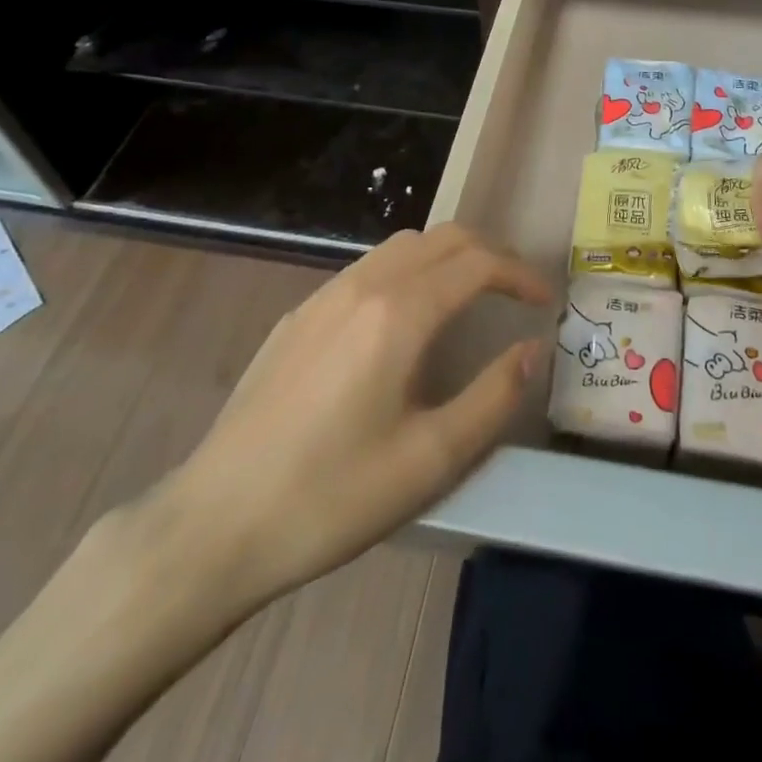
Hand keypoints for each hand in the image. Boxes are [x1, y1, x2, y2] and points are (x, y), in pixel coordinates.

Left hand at [142, 224, 550, 612]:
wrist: (216, 523)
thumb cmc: (333, 496)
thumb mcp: (431, 460)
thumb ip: (493, 397)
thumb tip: (531, 349)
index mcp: (399, 313)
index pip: (477, 263)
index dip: (520, 274)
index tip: (545, 301)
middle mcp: (363, 285)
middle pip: (443, 238)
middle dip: (489, 254)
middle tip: (515, 292)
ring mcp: (324, 296)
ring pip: (402, 246)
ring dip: (447, 257)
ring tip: (469, 297)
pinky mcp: (298, 316)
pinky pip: (368, 269)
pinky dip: (408, 271)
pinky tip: (404, 321)